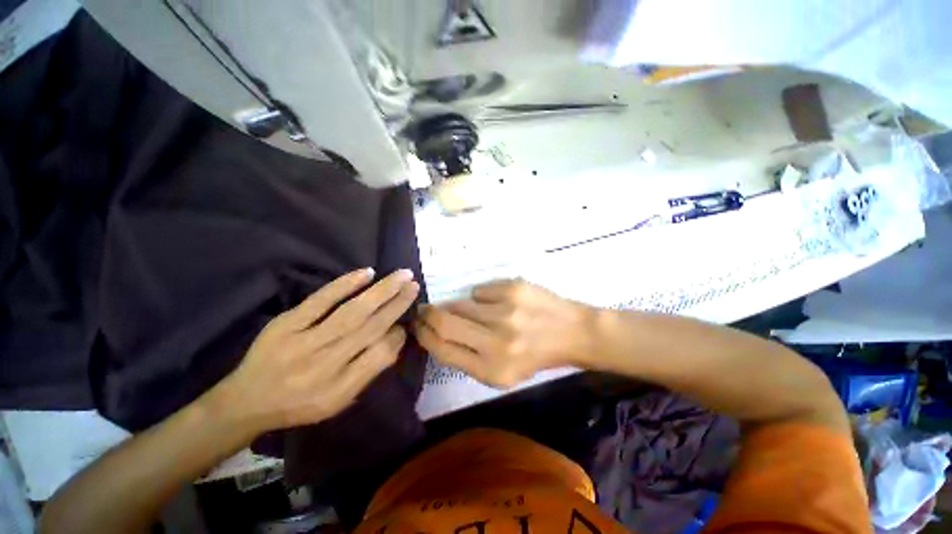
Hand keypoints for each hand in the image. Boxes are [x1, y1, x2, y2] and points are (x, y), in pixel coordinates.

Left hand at [211, 268, 419, 433]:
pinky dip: (344, 286)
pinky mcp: (288, 323)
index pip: (378, 358)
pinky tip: (364, 274)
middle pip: (368, 329)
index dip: (396, 337)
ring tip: (400, 276)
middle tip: (414, 286)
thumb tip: (386, 345)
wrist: (252, 398)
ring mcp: (306, 341)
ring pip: (350, 313)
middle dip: (394, 306)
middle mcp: (327, 364)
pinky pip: (320, 301)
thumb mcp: (332, 406)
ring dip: (378, 293)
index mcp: (341, 389)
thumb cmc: (295, 406)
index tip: (406, 322)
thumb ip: (360, 378)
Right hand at [414, 280, 595, 387]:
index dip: (423, 336)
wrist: (572, 333)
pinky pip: (479, 290)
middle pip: (443, 322)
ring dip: (455, 307)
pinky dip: (480, 297)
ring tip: (469, 312)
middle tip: (425, 311)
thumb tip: (433, 332)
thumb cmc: (534, 359)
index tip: (417, 327)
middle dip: (427, 315)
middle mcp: (497, 342)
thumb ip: (466, 359)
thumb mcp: (500, 375)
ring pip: (459, 303)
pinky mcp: (514, 289)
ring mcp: (506, 312)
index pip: (442, 350)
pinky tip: (497, 304)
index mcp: (492, 370)